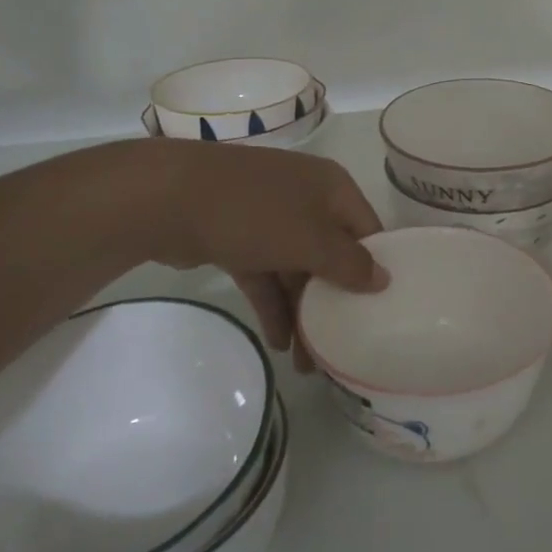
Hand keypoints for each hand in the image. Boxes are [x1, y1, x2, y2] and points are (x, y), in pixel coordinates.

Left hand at [140, 140, 387, 367]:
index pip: (367, 231)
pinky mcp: (238, 238)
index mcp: (331, 188)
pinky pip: (266, 275)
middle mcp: (306, 198)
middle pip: (331, 255)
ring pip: (297, 270)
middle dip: (334, 302)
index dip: (376, 269)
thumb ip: (350, 264)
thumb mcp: (311, 240)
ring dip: (303, 312)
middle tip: (342, 347)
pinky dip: (273, 305)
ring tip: (308, 363)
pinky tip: (279, 343)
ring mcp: (269, 217)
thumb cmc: (254, 213)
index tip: (381, 311)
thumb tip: (384, 279)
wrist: (167, 199)